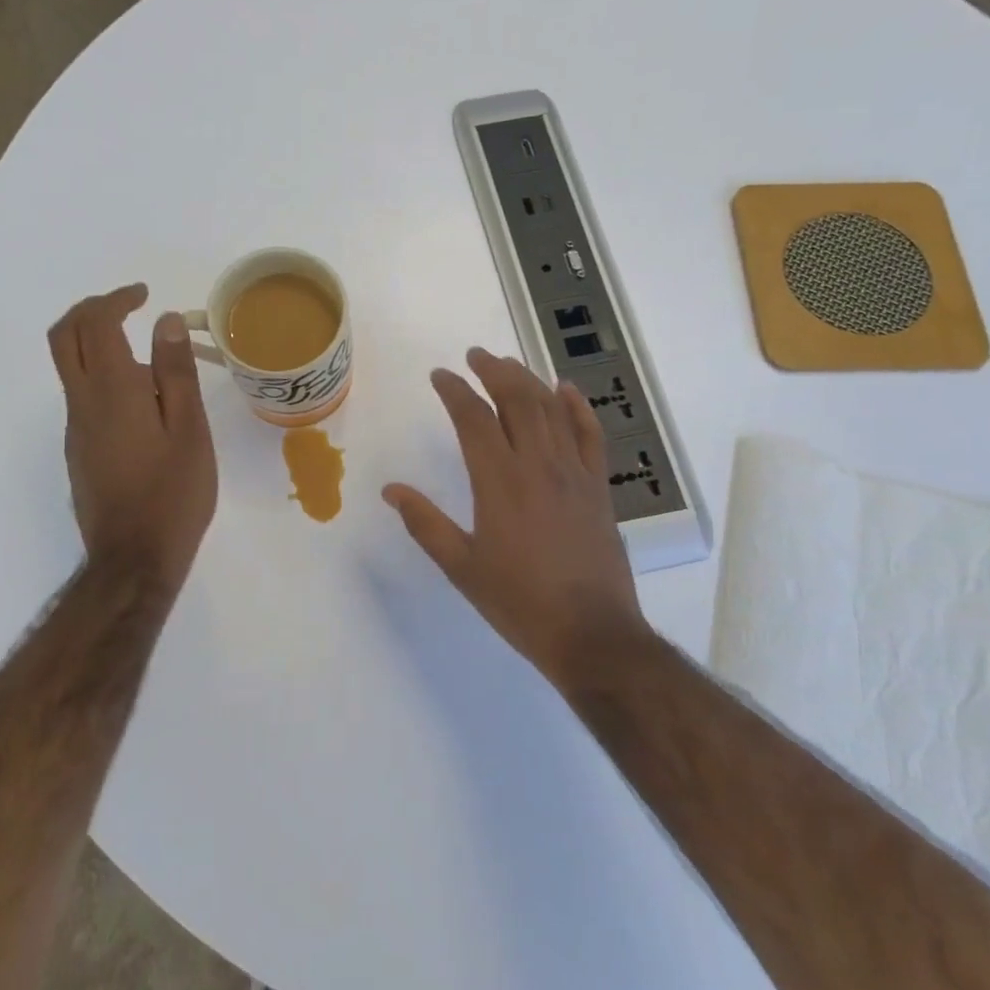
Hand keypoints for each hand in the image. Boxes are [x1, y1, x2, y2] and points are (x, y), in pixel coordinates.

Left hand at [50, 284, 217, 591]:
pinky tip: (147, 409)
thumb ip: (176, 372)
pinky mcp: (78, 451)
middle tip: (127, 307)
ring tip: (157, 368)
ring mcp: (76, 429)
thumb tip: (166, 321)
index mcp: (112, 391)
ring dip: (101, 347)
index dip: (116, 299)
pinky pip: (84, 399)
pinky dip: (105, 379)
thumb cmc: (172, 493)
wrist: (134, 558)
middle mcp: (82, 403)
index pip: (96, 324)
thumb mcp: (189, 430)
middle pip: (65, 337)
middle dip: (91, 311)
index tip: (143, 296)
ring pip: (73, 369)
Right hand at [384, 349, 645, 685]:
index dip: (455, 391)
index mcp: (500, 482)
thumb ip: (425, 523)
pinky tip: (566, 389)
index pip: (474, 419)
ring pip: (552, 410)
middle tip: (475, 355)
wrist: (591, 634)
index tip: (439, 375)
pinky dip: (578, 407)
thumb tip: (391, 490)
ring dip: (529, 380)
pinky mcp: (599, 487)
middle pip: (517, 400)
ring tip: (509, 363)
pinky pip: (590, 435)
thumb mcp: (462, 567)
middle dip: (494, 371)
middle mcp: (538, 466)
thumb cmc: (519, 602)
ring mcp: (574, 473)